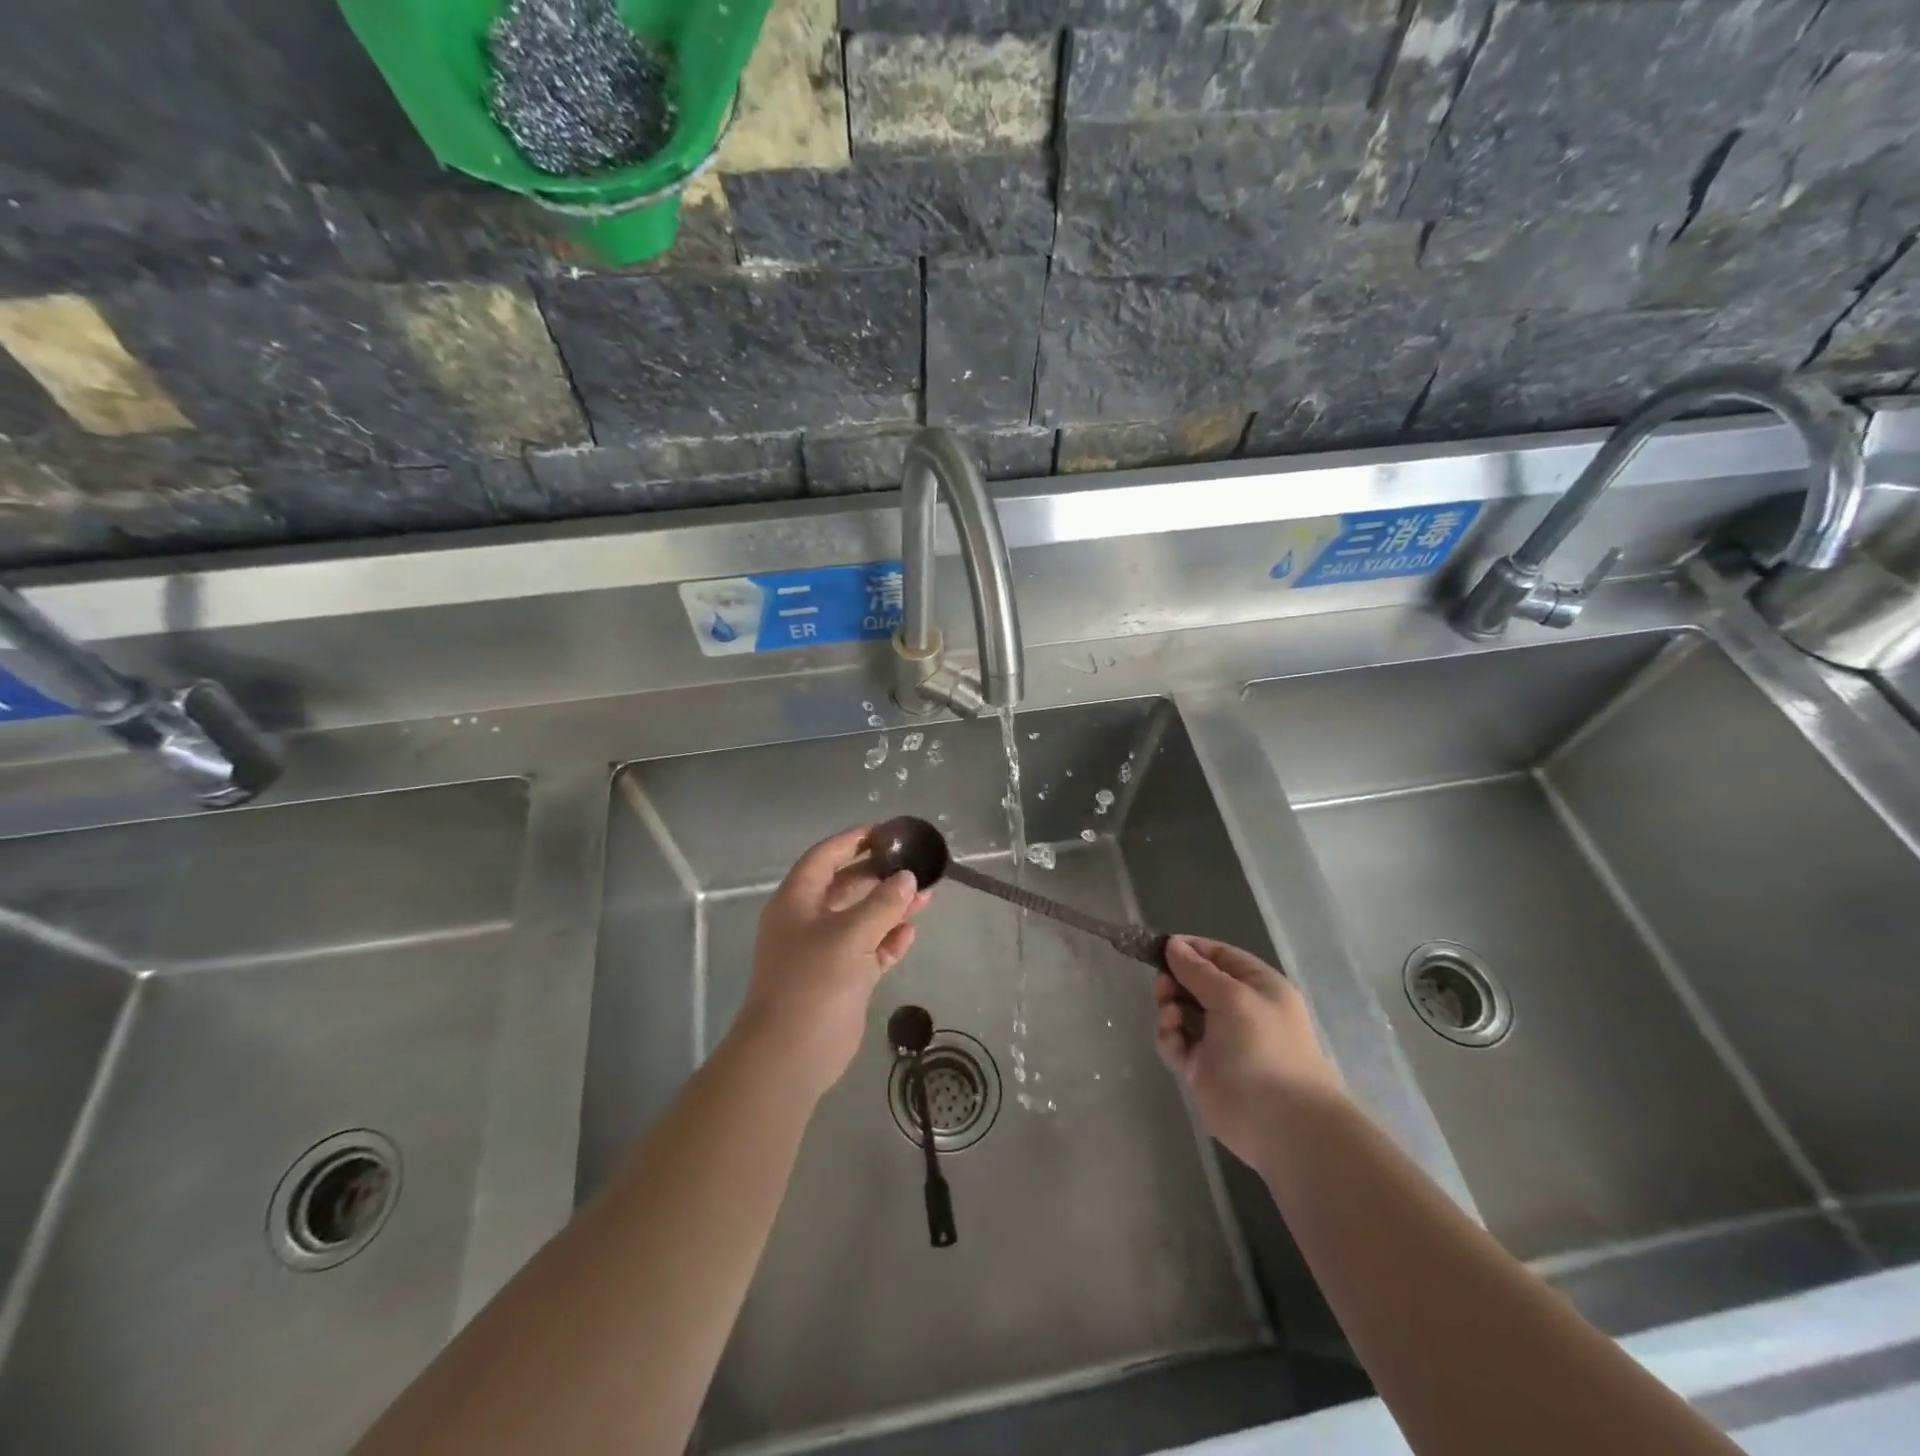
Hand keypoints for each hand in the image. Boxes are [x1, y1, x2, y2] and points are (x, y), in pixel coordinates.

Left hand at [736, 825, 930, 1098]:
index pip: (825, 857)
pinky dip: (889, 940)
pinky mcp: (842, 979)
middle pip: (846, 886)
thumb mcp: (850, 935)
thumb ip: (882, 904)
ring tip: (927, 895)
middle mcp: (808, 921)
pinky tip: (912, 931)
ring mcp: (825, 952)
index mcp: (797, 901)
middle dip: (880, 875)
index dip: (853, 841)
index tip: (887, 832)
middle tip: (916, 864)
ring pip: (862, 919)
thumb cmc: (813, 983)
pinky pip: (869, 950)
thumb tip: (907, 878)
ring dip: (891, 907)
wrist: (790, 1055)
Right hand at [1154, 936, 1342, 1167]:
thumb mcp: (1233, 997)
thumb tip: (1173, 944)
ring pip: (1181, 1009)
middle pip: (1194, 981)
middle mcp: (1237, 1008)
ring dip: (1169, 1007)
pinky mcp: (1201, 1066)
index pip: (1218, 955)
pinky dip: (1169, 1035)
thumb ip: (1198, 971)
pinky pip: (1175, 1039)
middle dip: (1175, 980)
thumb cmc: (1263, 1047)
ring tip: (1170, 1016)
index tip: (1159, 947)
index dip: (1190, 949)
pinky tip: (1173, 1038)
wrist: (1282, 1123)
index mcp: (1256, 986)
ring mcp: (1218, 1038)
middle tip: (1163, 988)